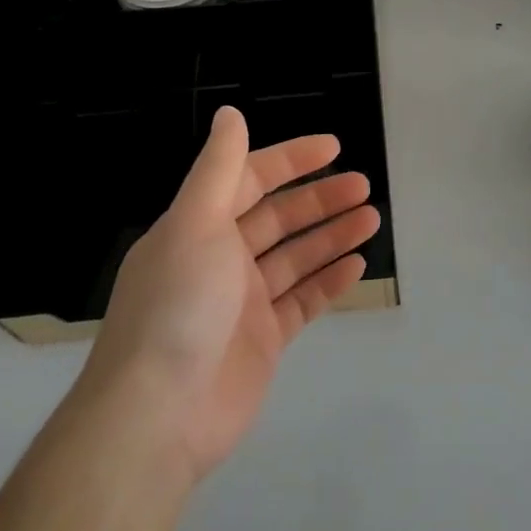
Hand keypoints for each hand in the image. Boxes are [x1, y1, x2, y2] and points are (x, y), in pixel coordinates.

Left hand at [84, 107, 379, 482]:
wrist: (158, 416)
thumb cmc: (179, 305)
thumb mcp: (196, 223)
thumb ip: (219, 168)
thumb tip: (230, 113)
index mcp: (199, 227)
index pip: (250, 179)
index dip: (290, 160)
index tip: (334, 147)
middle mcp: (220, 259)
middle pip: (279, 218)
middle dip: (320, 199)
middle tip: (364, 187)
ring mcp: (243, 302)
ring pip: (297, 257)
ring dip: (333, 235)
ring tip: (372, 219)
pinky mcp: (263, 341)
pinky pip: (303, 301)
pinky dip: (329, 281)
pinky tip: (358, 265)